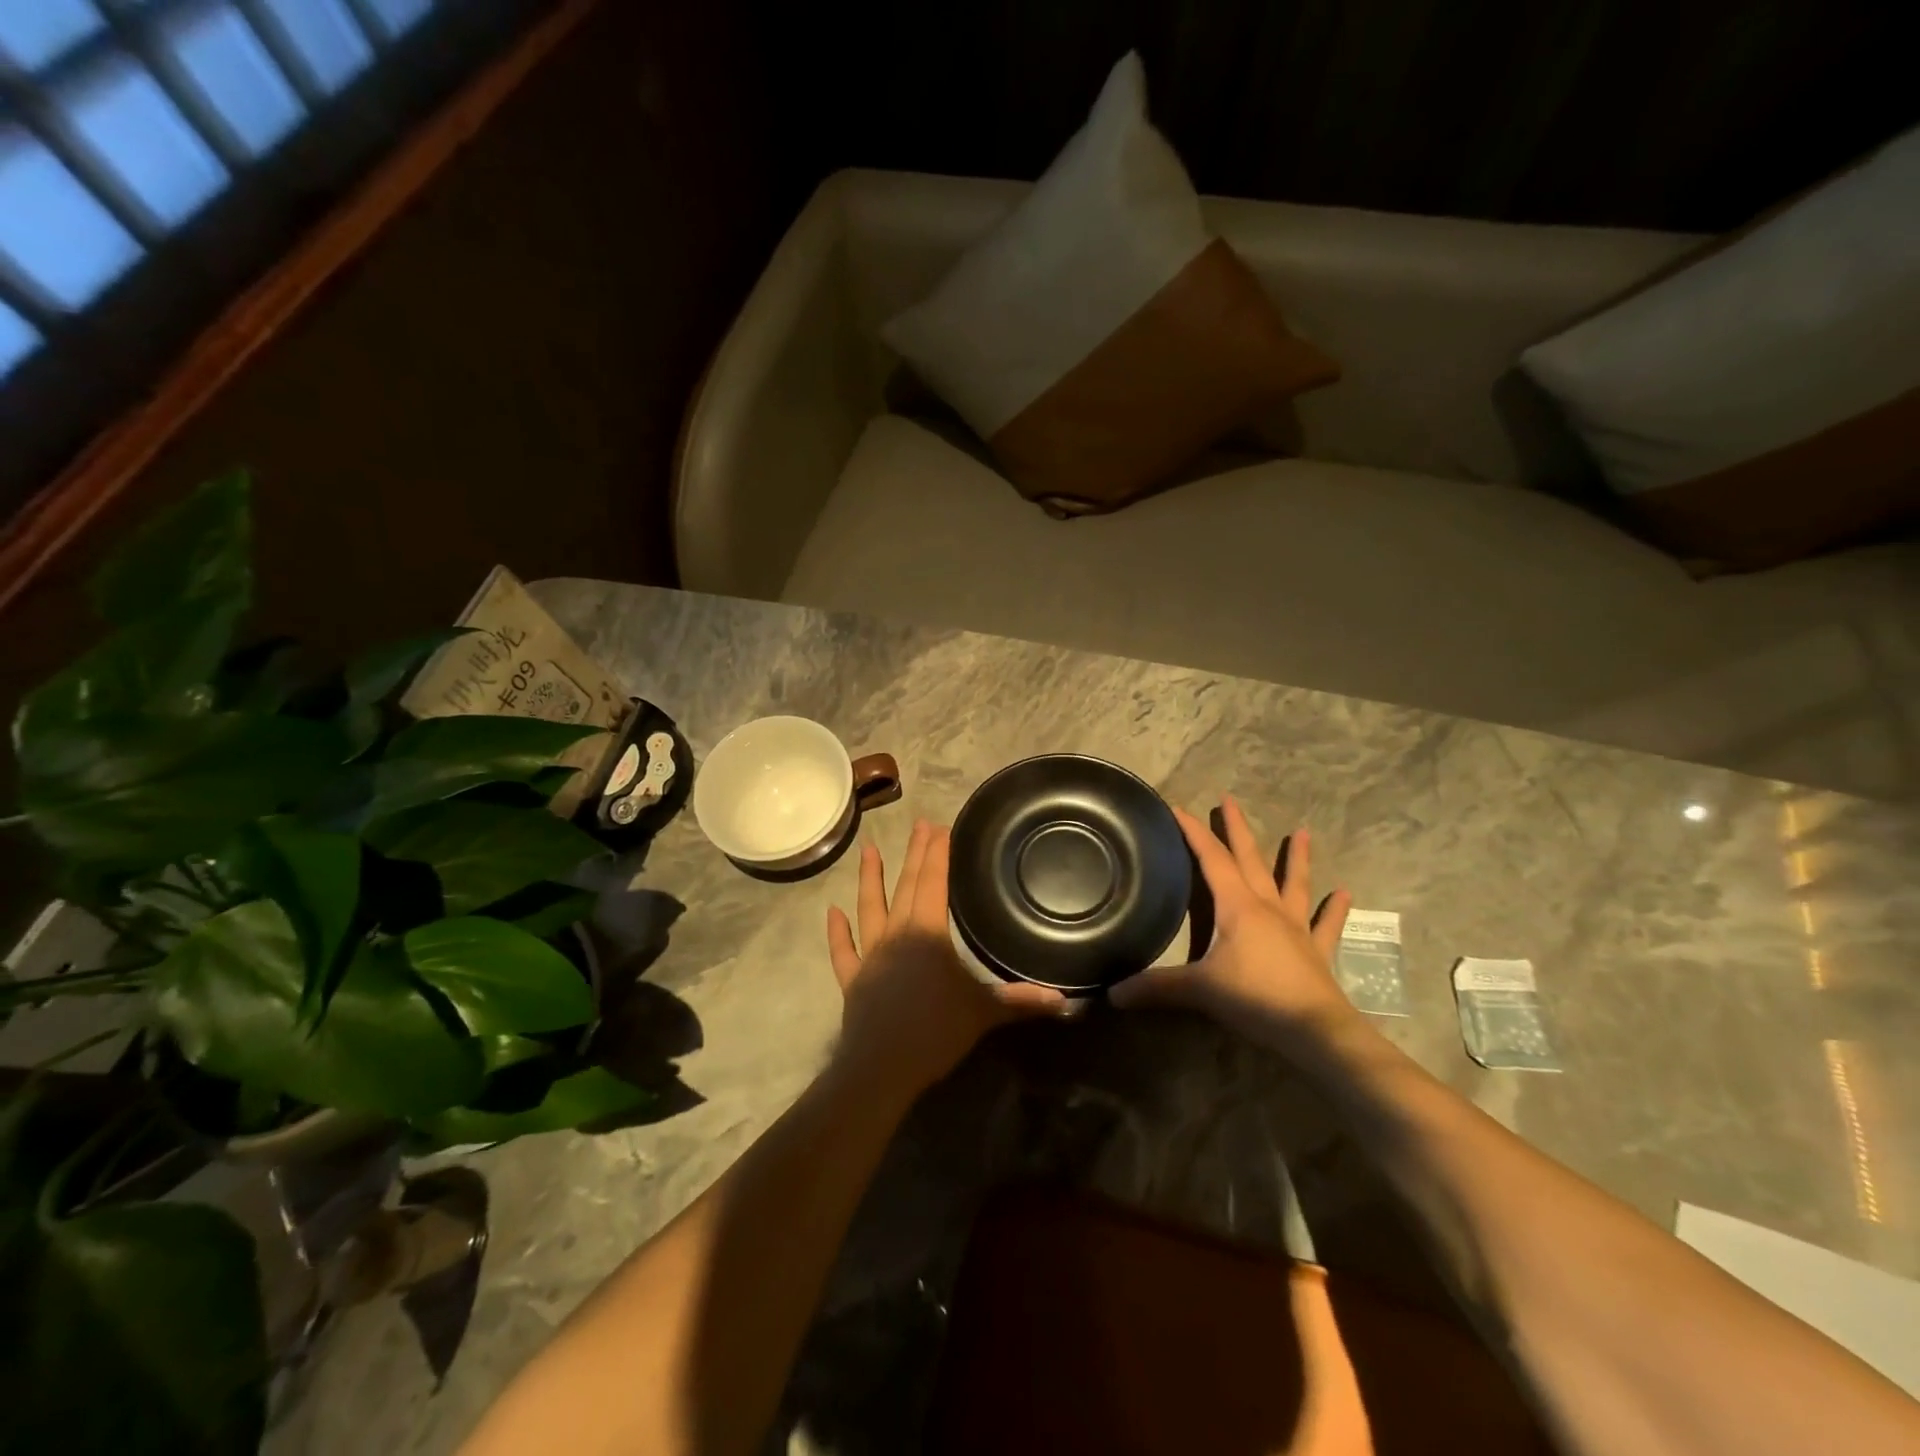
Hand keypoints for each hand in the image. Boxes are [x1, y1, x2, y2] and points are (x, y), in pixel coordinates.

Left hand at [827, 820, 1066, 1098]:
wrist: (882, 1067)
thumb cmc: (935, 1032)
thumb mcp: (984, 1012)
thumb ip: (1021, 1001)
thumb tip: (1066, 1000)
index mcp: (928, 932)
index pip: (934, 882)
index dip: (937, 854)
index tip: (940, 826)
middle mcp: (896, 934)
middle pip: (906, 886)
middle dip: (914, 854)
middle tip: (918, 824)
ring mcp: (870, 955)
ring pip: (870, 908)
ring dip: (870, 878)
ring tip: (867, 849)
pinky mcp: (853, 979)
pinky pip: (843, 950)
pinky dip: (837, 932)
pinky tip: (832, 912)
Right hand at [1110, 796, 1355, 1044]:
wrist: (1315, 1032)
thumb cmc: (1255, 999)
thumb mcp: (1199, 990)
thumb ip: (1156, 988)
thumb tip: (1112, 993)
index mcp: (1237, 906)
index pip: (1212, 859)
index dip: (1194, 833)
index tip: (1179, 808)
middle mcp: (1267, 907)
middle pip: (1249, 860)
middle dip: (1236, 829)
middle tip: (1229, 800)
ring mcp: (1295, 927)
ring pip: (1293, 883)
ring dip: (1295, 857)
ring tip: (1302, 831)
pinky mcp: (1316, 951)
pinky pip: (1325, 924)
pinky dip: (1334, 909)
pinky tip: (1346, 892)